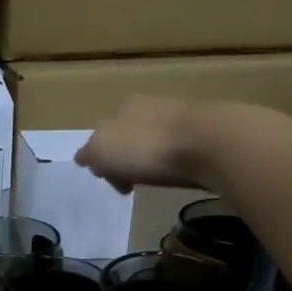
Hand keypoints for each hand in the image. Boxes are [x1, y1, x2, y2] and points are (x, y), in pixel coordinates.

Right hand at [75, 95, 216, 193]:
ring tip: (156, 181)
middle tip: (132, 185)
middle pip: (129, 138)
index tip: (112, 183)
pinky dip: (173, 162)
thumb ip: (89, 153)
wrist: (208, 143)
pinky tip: (177, 173)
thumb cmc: (147, 148)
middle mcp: (151, 104)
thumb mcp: (103, 151)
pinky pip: (179, 149)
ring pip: (154, 143)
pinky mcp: (204, 131)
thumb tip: (83, 157)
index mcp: (124, 106)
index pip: (104, 135)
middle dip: (127, 161)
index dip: (103, 161)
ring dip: (150, 162)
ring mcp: (180, 116)